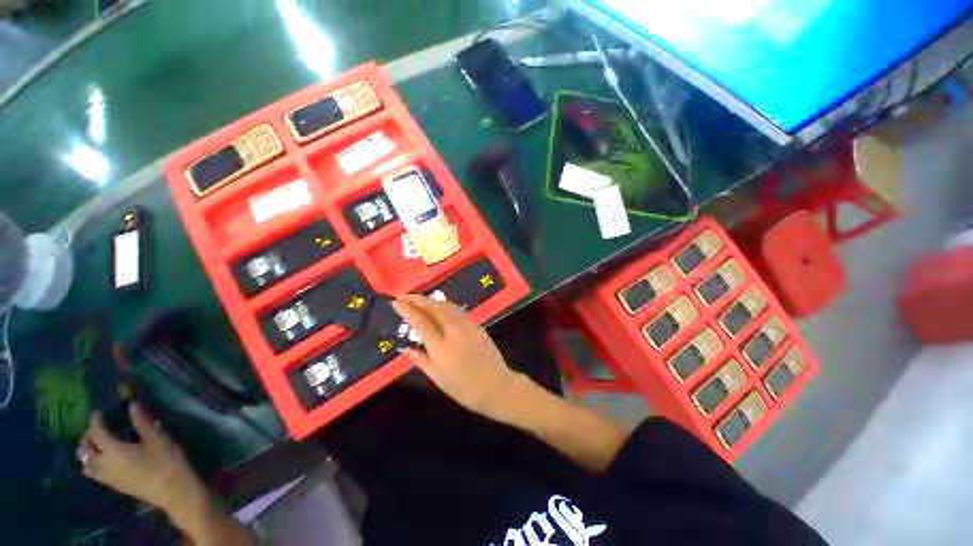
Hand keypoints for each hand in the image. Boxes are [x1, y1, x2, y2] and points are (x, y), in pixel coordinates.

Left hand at [77, 403, 206, 519]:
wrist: (173, 490)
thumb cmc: (165, 461)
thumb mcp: (157, 438)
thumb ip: (142, 422)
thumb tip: (132, 404)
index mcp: (112, 450)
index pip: (96, 433)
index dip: (96, 421)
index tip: (99, 412)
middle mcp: (103, 464)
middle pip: (85, 451)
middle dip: (87, 438)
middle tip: (97, 428)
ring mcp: (107, 477)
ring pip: (86, 465)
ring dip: (88, 453)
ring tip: (98, 445)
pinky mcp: (114, 485)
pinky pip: (94, 473)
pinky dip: (94, 463)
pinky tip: (106, 460)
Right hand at [393, 295, 524, 420]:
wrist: (496, 385)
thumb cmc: (463, 387)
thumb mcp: (437, 377)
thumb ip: (420, 360)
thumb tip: (405, 348)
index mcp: (440, 345)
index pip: (421, 321)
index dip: (408, 309)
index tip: (397, 302)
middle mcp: (453, 330)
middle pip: (434, 308)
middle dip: (419, 299)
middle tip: (405, 295)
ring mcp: (467, 325)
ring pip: (447, 306)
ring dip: (432, 300)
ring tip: (420, 299)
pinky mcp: (477, 325)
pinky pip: (457, 310)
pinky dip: (445, 305)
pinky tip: (441, 307)